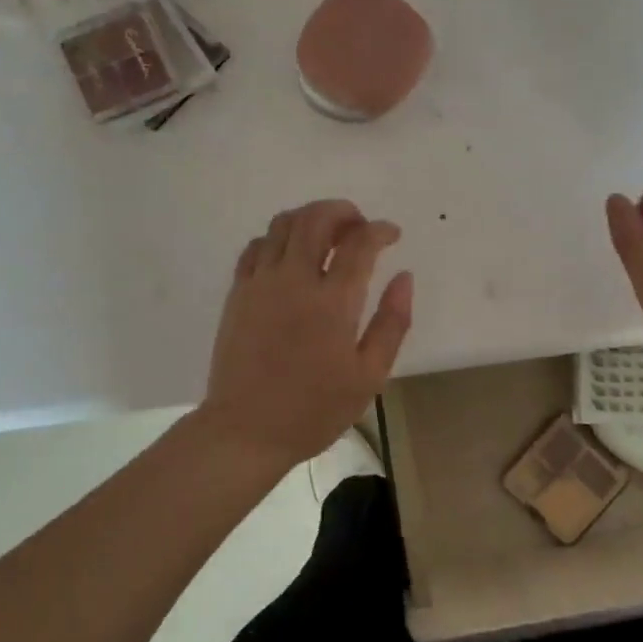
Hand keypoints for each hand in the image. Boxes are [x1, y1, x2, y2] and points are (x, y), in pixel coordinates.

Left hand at [199, 199, 414, 469]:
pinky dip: (279, 237)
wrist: (246, 430)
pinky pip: (257, 245)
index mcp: (332, 302)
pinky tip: (291, 255)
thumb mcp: (369, 376)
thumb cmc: (314, 409)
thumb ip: (392, 322)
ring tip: (327, 234)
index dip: (380, 230)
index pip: (360, 244)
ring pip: (283, 223)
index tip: (392, 234)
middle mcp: (294, 280)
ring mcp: (261, 282)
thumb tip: (404, 277)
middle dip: (343, 211)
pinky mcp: (238, 292)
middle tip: (359, 226)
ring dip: (311, 217)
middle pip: (317, 219)